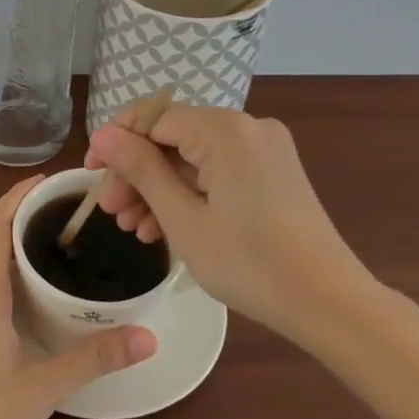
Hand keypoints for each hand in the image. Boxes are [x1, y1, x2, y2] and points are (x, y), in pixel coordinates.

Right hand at [84, 104, 382, 341]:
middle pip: (173, 137)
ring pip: (193, 156)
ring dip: (158, 187)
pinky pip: (217, 170)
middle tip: (110, 211)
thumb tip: (103, 135)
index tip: (91, 173)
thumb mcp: (183, 219)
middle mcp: (247, 127)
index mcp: (225, 130)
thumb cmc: (249, 263)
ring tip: (133, 228)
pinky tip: (164, 227)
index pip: (153, 116)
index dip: (116, 141)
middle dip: (137, 172)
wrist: (328, 302)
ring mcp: (264, 149)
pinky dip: (189, 192)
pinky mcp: (272, 171)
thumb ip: (141, 170)